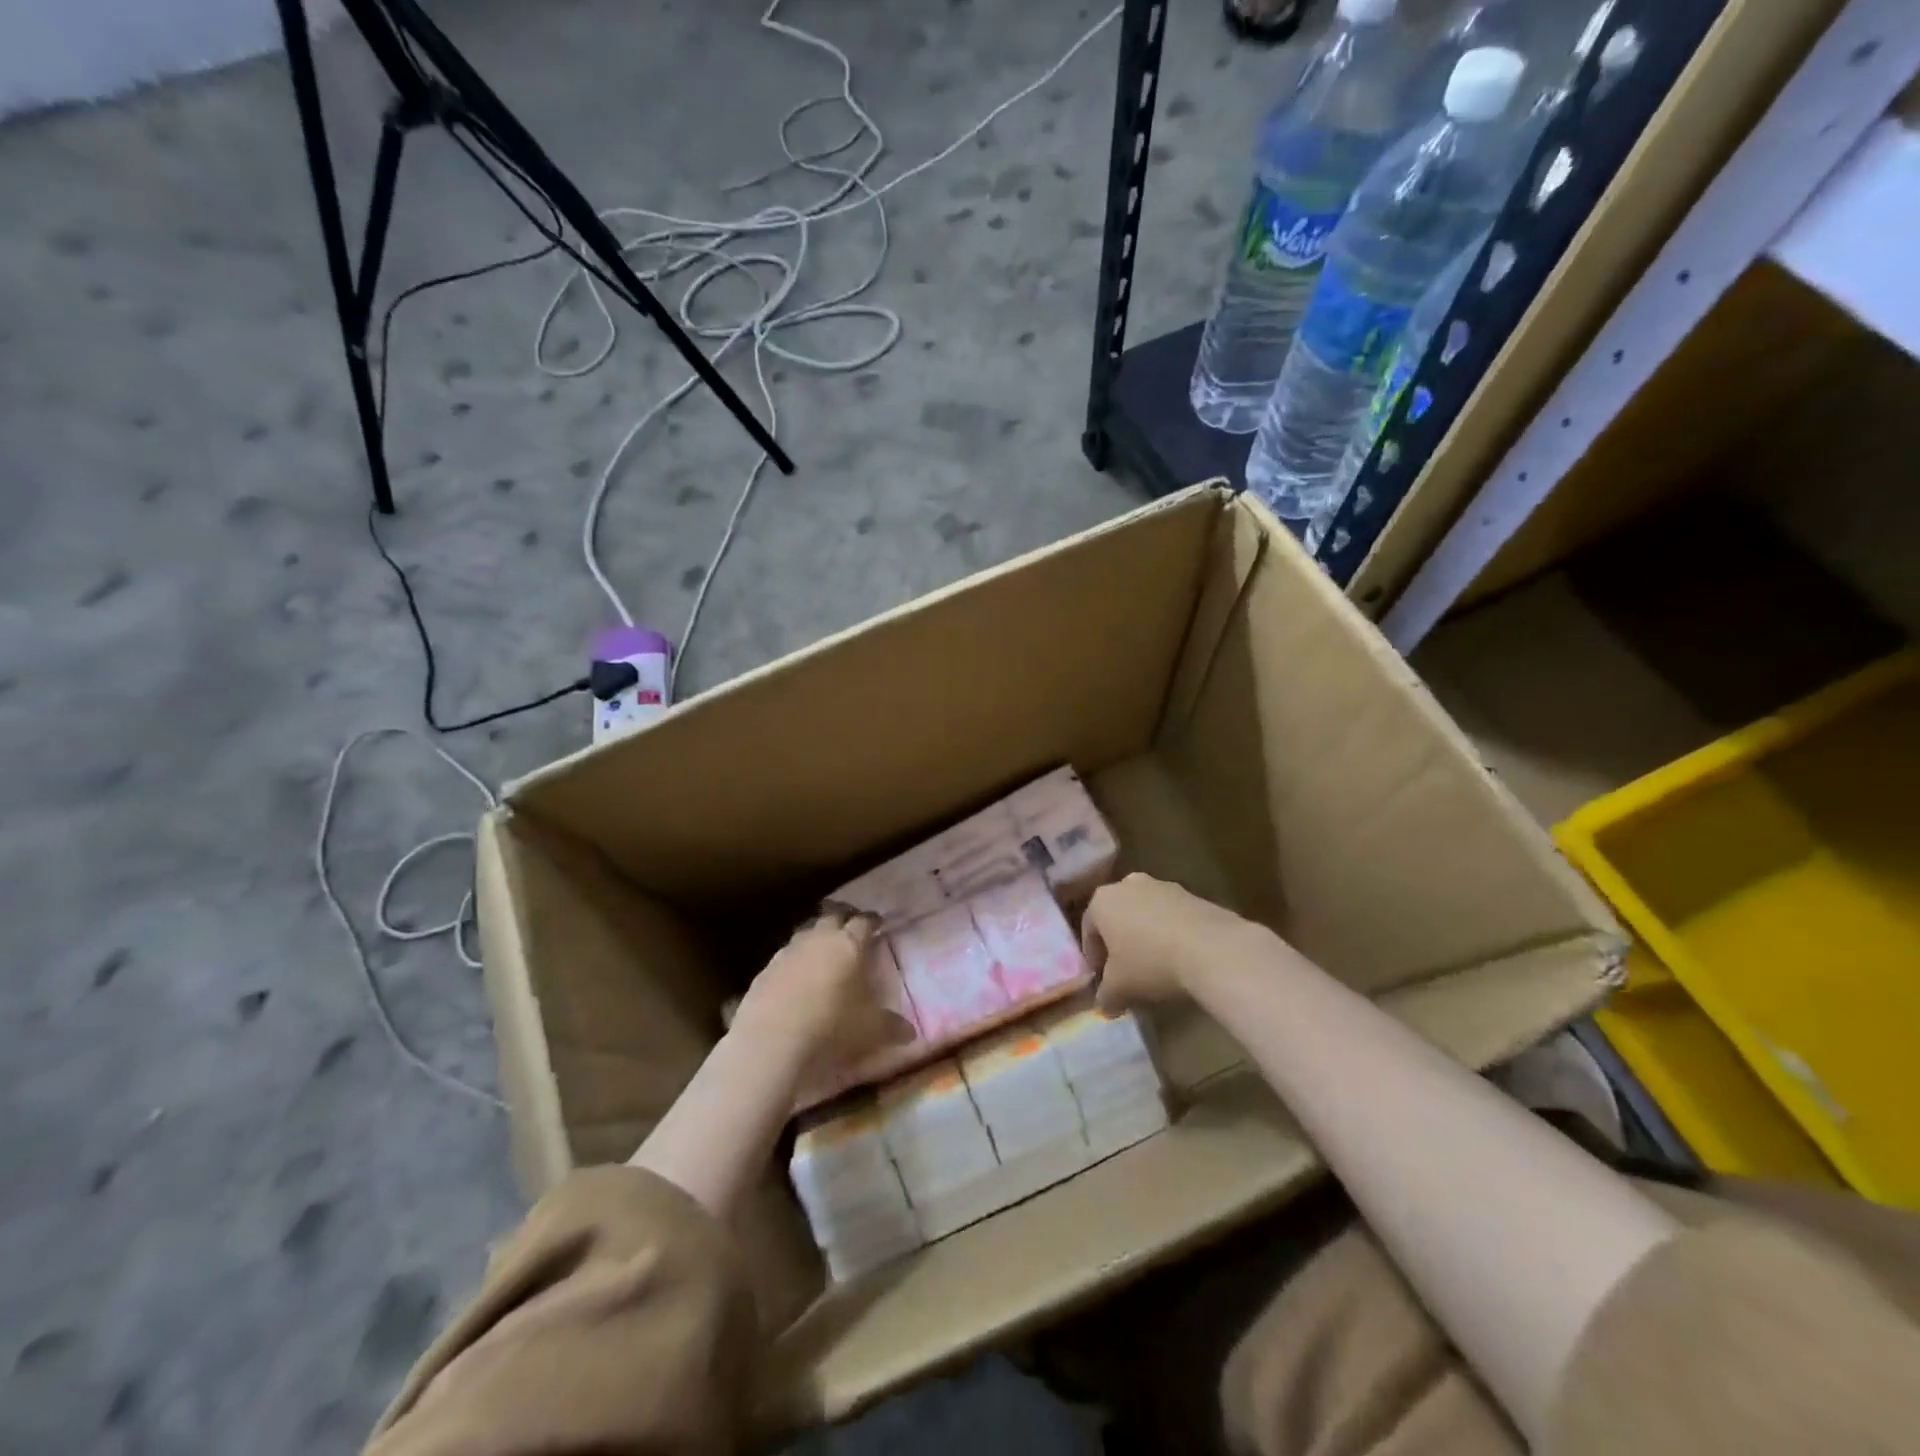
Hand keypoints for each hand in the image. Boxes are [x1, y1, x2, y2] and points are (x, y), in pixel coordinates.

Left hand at [731, 904, 914, 1087]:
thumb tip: (911, 1033)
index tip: (877, 923)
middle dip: (843, 918)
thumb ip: (892, 1027)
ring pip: (805, 933)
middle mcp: (818, 939)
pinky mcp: (764, 971)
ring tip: (822, 950)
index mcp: (849, 944)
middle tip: (850, 927)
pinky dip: (794, 962)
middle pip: (832, 916)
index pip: (864, 922)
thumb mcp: (871, 1031)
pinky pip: (784, 957)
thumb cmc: (832, 1028)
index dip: (872, 921)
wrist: (773, 1043)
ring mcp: (788, 952)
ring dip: (816, 937)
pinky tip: (795, 978)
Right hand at [1082, 873, 1274, 1009]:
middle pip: (1117, 916)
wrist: (1212, 949)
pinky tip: (1180, 957)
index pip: (1088, 930)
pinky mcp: (1192, 894)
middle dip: (1120, 942)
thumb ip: (1105, 995)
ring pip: (1145, 913)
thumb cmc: (1151, 964)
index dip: (1094, 957)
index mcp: (1101, 901)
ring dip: (1146, 935)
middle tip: (1127, 970)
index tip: (1103, 979)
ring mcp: (1162, 885)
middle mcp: (1128, 884)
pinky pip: (1172, 915)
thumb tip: (1105, 1003)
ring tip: (1157, 965)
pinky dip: (1171, 932)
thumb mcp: (1119, 989)